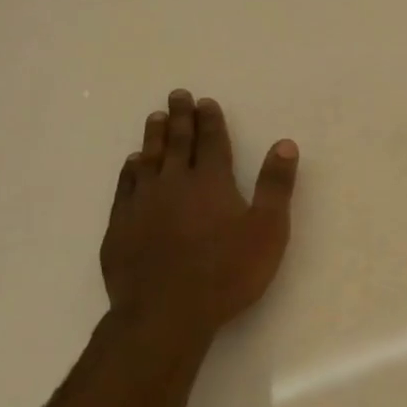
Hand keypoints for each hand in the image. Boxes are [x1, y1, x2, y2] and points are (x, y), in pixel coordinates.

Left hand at [100, 90, 297, 339]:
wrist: (166, 312)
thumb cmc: (227, 272)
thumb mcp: (268, 230)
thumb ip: (276, 186)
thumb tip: (285, 143)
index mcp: (212, 182)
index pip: (212, 142)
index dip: (211, 121)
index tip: (206, 101)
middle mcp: (174, 183)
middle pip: (177, 143)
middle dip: (179, 118)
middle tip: (177, 95)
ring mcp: (142, 203)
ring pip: (148, 159)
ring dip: (153, 137)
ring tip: (155, 118)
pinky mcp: (121, 225)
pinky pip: (125, 186)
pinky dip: (130, 169)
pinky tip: (132, 163)